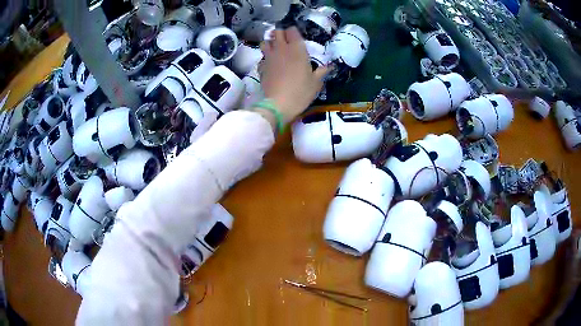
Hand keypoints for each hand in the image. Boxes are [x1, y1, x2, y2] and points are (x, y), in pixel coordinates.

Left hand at [259, 27, 328, 124]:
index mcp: (297, 49)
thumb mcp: (316, 82)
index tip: (296, 36)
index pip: (292, 30)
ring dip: (269, 42)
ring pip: (265, 42)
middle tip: (285, 39)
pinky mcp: (261, 67)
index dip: (293, 31)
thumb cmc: (301, 91)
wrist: (279, 104)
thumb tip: (328, 66)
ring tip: (274, 47)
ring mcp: (269, 57)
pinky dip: (265, 58)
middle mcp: (282, 49)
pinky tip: (269, 63)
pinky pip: (262, 57)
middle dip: (280, 33)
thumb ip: (321, 71)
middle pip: (277, 32)